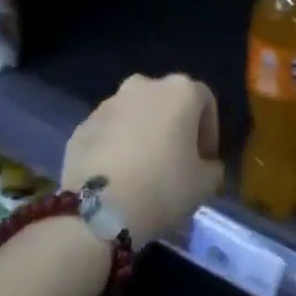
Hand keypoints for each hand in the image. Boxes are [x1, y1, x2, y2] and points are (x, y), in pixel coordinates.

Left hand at [62, 73, 224, 243]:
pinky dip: (116, 146)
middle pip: (167, 102)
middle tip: (175, 162)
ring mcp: (109, 103)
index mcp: (180, 91)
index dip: (209, 131)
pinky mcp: (82, 125)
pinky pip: (109, 132)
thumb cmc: (162, 188)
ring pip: (135, 114)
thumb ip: (212, 168)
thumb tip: (206, 165)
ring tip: (143, 171)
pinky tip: (117, 177)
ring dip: (143, 134)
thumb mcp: (204, 184)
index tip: (205, 160)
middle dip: (174, 127)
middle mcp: (144, 85)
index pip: (205, 101)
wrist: (98, 210)